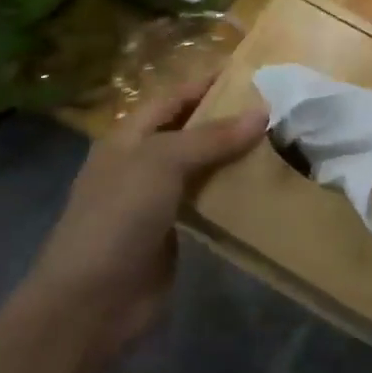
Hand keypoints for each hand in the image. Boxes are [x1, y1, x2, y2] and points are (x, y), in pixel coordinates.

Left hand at [24, 78, 265, 359]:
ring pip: (201, 167)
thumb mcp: (163, 163)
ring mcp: (156, 200)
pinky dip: (231, 192)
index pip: (173, 98)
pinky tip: (263, 186)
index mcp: (128, 137)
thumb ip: (212, 137)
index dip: (206, 82)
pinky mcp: (173, 232)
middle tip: (275, 107)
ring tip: (279, 141)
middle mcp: (141, 163)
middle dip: (226, 119)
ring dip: (233, 156)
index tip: (248, 71)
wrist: (92, 301)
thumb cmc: (119, 216)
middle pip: (189, 131)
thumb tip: (263, 112)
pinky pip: (207, 202)